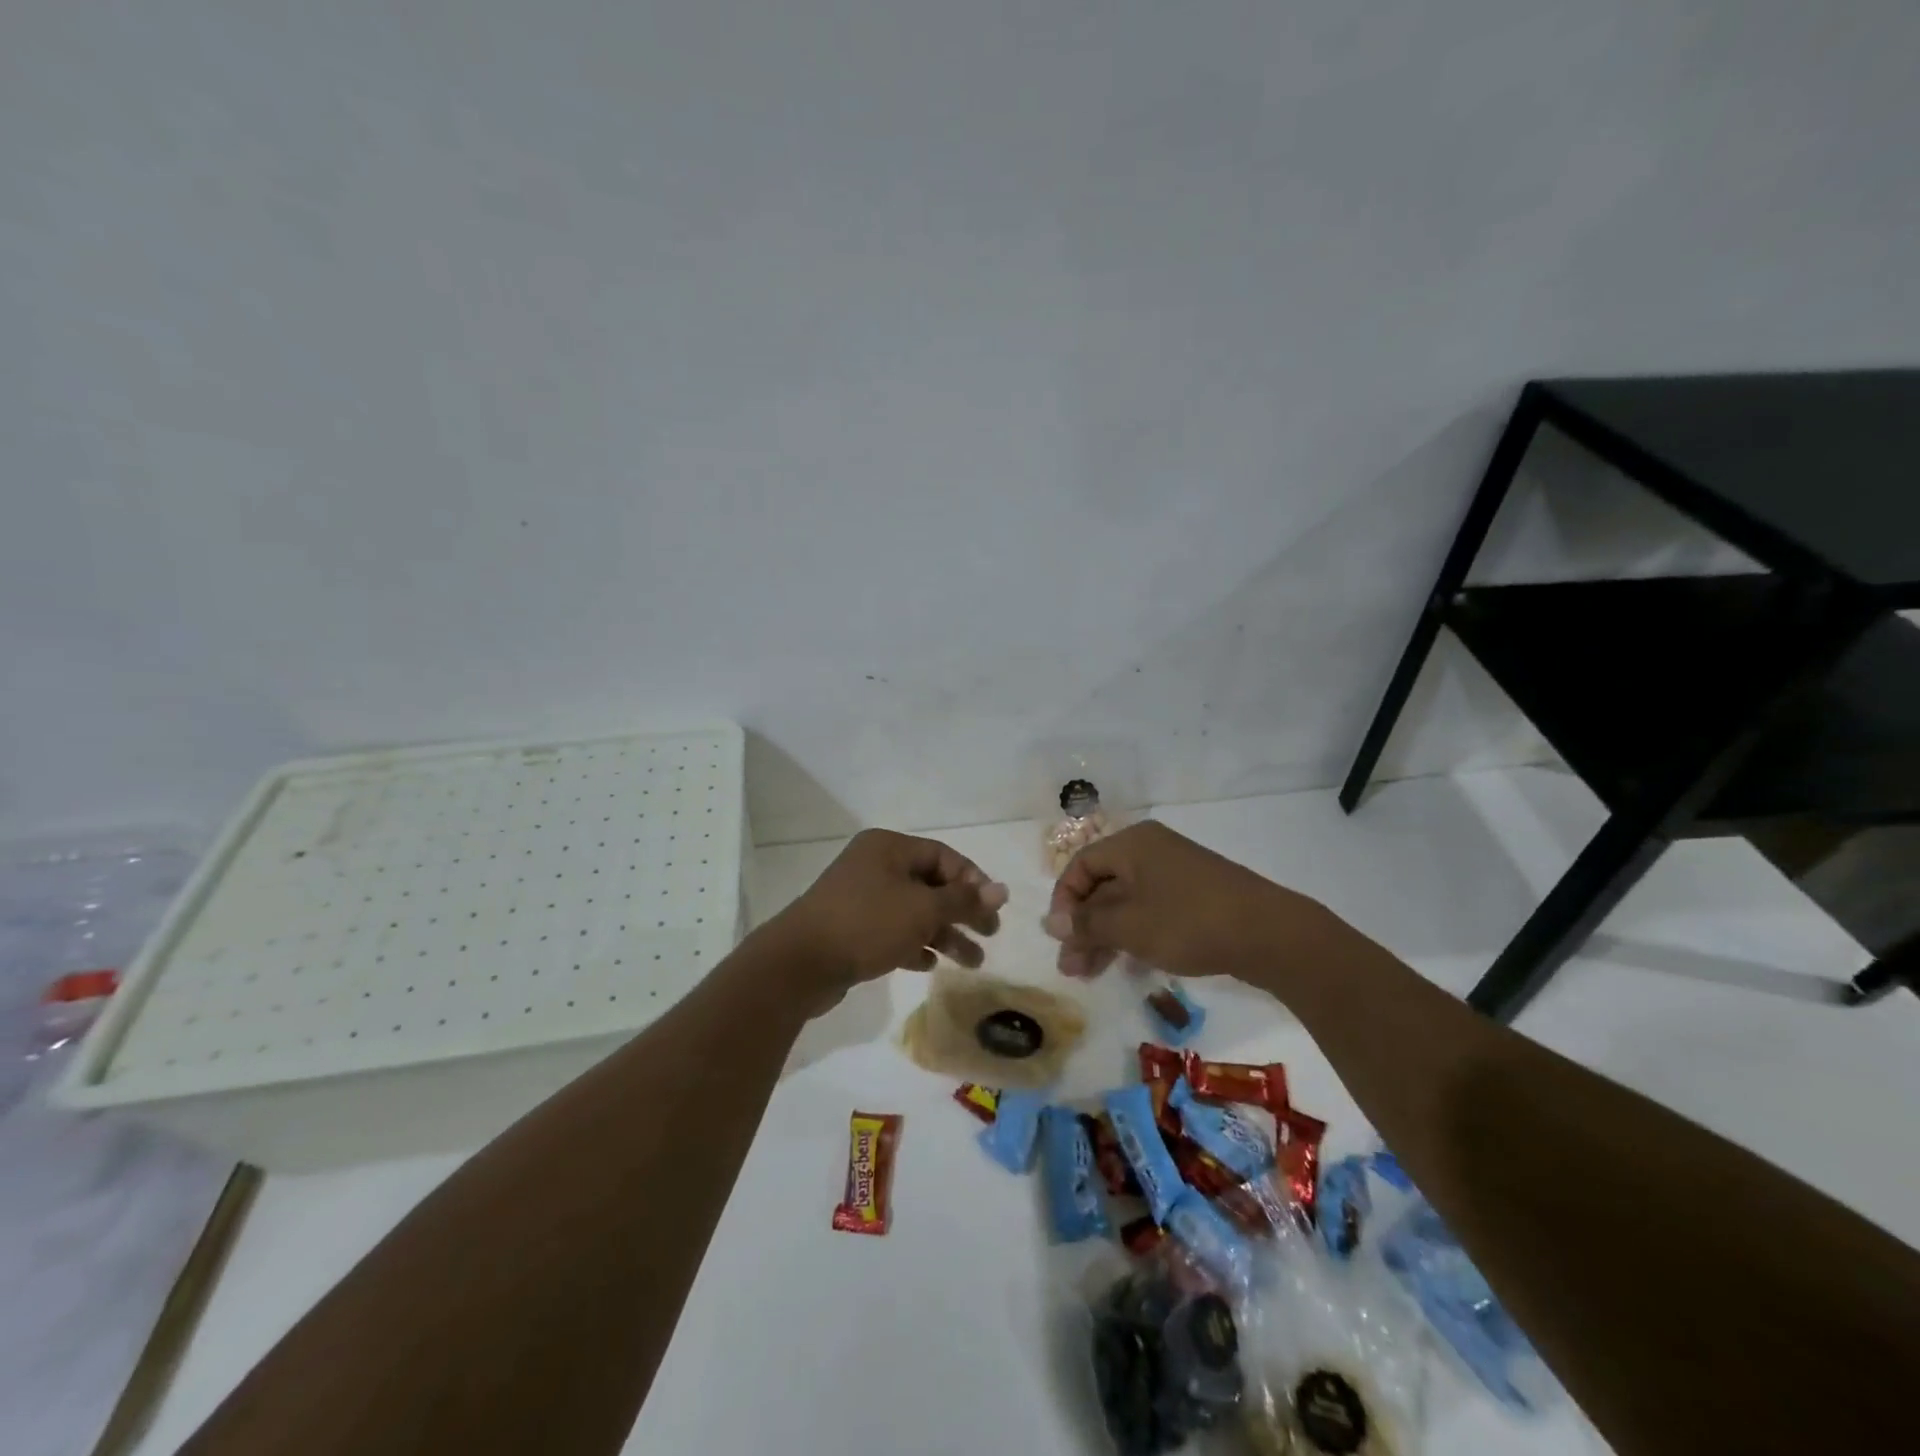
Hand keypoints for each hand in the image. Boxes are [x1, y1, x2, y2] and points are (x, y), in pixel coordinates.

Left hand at [762, 829, 1007, 1003]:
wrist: (799, 963)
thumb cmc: (867, 924)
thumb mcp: (923, 910)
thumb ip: (963, 900)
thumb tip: (1002, 889)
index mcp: (888, 848)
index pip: (943, 856)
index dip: (972, 880)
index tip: (992, 909)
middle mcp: (874, 866)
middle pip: (930, 884)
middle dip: (962, 911)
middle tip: (990, 935)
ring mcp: (860, 897)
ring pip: (913, 912)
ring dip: (943, 934)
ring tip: (972, 963)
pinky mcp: (850, 928)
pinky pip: (891, 931)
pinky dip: (913, 944)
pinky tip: (928, 965)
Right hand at [1042, 821, 1325, 981]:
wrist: (1268, 934)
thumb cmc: (1188, 922)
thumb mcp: (1128, 926)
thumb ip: (1087, 923)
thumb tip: (1051, 923)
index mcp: (1132, 844)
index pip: (1081, 865)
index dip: (1064, 901)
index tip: (1060, 938)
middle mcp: (1151, 851)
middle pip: (1103, 886)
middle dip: (1084, 927)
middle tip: (1071, 967)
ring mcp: (1176, 873)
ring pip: (1126, 903)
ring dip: (1105, 936)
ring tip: (1091, 974)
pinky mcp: (1195, 897)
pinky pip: (1151, 911)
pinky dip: (1134, 935)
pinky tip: (1128, 968)